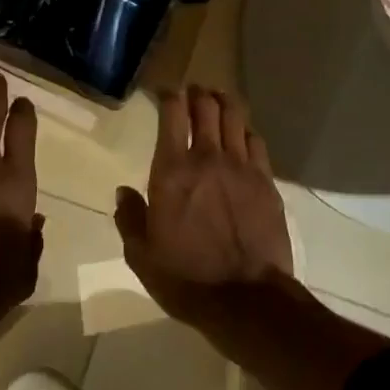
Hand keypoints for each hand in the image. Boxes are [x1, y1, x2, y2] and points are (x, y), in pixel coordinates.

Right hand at [114, 85, 293, 325]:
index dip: (168, 95)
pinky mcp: (266, 180)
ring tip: (218, 98)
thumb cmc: (186, 279)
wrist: (245, 298)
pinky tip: (243, 133)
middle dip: (198, 93)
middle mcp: (207, 157)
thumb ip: (130, 218)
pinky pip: (256, 141)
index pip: (172, 114)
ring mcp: (241, 166)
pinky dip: (246, 130)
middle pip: (206, 106)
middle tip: (193, 91)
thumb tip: (123, 192)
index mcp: (172, 170)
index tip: (165, 92)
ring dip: (224, 102)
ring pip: (234, 116)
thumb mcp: (142, 256)